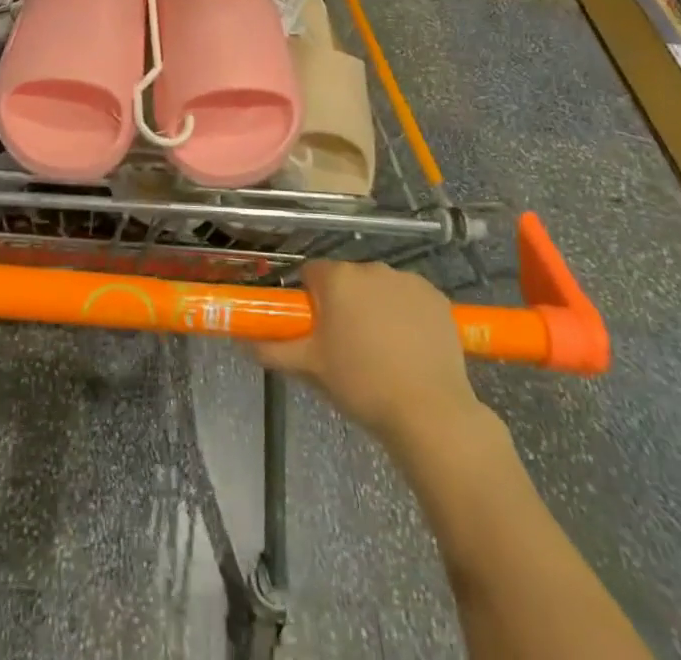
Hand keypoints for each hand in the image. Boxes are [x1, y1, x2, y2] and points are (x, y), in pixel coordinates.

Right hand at [249, 262, 483, 450]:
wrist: (429, 412)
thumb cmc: (361, 383)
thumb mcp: (310, 368)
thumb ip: (272, 350)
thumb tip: (244, 343)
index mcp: (336, 278)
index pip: (311, 273)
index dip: (310, 299)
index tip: (317, 329)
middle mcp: (370, 268)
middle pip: (347, 279)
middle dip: (344, 303)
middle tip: (347, 344)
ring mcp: (406, 280)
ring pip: (379, 287)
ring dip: (375, 306)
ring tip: (383, 350)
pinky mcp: (436, 297)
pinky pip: (410, 297)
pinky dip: (406, 313)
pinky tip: (410, 347)